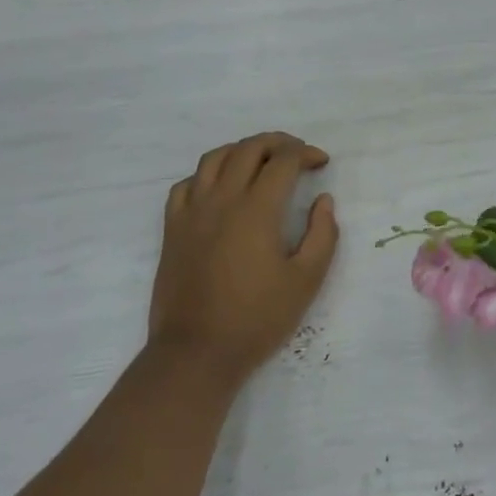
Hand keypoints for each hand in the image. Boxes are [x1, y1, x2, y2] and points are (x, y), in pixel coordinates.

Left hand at [148, 132, 338, 387]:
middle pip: (249, 148)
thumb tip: (323, 200)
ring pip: (214, 158)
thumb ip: (323, 234)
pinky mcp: (172, 229)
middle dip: (278, 142)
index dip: (306, 154)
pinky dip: (207, 174)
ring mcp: (192, 212)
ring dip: (242, 150)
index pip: (283, 161)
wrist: (196, 353)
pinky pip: (186, 184)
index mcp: (257, 209)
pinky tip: (220, 188)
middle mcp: (222, 199)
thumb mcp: (306, 281)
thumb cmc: (257, 319)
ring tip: (260, 160)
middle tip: (297, 153)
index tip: (321, 163)